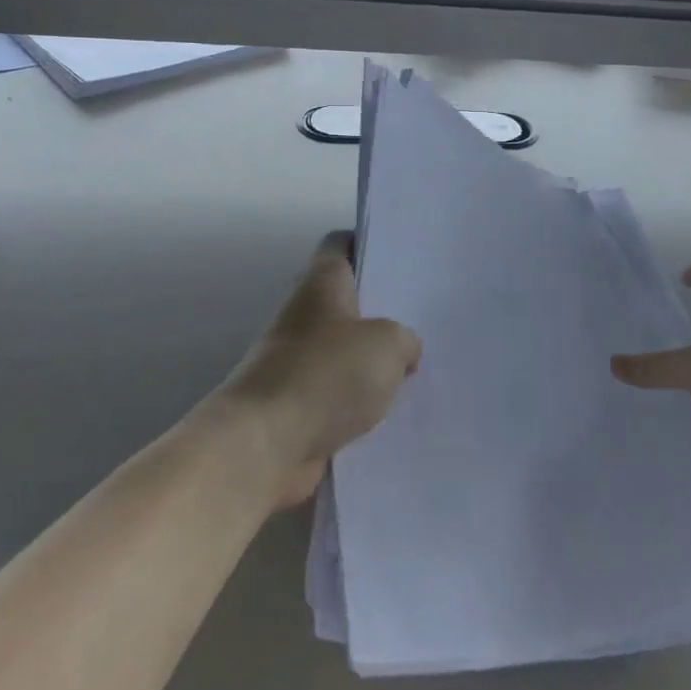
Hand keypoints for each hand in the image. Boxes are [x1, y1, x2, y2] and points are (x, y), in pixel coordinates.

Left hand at [220, 232, 420, 508]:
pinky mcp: (297, 407)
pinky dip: (361, 404)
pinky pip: (339, 396)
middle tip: (427, 316)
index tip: (403, 255)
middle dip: (384, 309)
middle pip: (348, 301)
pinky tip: (397, 412)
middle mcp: (305, 316)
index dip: (369, 243)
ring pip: (346, 352)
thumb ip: (404, 339)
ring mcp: (297, 362)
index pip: (341, 245)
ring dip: (375, 362)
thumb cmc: (326, 374)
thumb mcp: (387, 343)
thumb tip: (402, 352)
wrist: (264, 446)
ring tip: (421, 367)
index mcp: (322, 284)